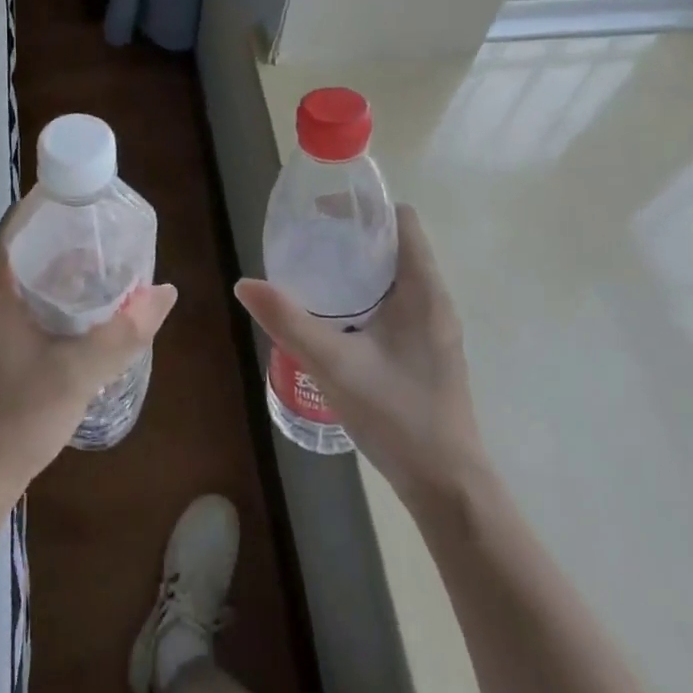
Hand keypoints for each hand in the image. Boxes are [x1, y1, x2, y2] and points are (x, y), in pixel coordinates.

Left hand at [0, 210, 176, 499]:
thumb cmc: (19, 415)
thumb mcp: (80, 371)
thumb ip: (125, 330)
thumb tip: (165, 292)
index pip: (18, 221)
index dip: (53, 202)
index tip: (92, 197)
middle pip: (23, 243)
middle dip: (65, 233)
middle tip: (109, 231)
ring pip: (22, 272)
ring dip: (59, 264)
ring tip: (105, 262)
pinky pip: (19, 296)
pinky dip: (50, 289)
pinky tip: (83, 305)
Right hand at [236, 204, 484, 505]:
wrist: (446, 485)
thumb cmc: (396, 415)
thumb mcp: (333, 364)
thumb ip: (288, 321)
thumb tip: (245, 284)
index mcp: (423, 290)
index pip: (402, 220)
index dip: (365, 208)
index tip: (323, 213)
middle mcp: (434, 299)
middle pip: (395, 244)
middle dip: (352, 236)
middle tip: (307, 242)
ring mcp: (434, 327)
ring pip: (395, 276)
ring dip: (358, 267)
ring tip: (313, 273)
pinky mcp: (427, 349)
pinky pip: (397, 302)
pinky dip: (366, 294)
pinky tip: (334, 317)